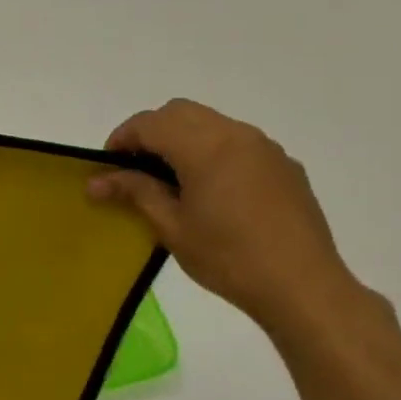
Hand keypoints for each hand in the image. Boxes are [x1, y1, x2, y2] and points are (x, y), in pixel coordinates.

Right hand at [88, 99, 366, 336]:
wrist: (303, 287)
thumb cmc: (228, 258)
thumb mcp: (172, 227)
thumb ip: (135, 192)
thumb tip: (97, 181)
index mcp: (205, 147)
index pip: (150, 123)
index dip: (122, 138)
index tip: (107, 167)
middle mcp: (236, 134)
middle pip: (180, 112)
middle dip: (151, 132)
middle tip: (134, 169)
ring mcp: (265, 147)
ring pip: (211, 123)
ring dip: (182, 139)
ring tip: (171, 180)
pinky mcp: (284, 165)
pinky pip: (238, 142)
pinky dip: (212, 151)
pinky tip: (212, 191)